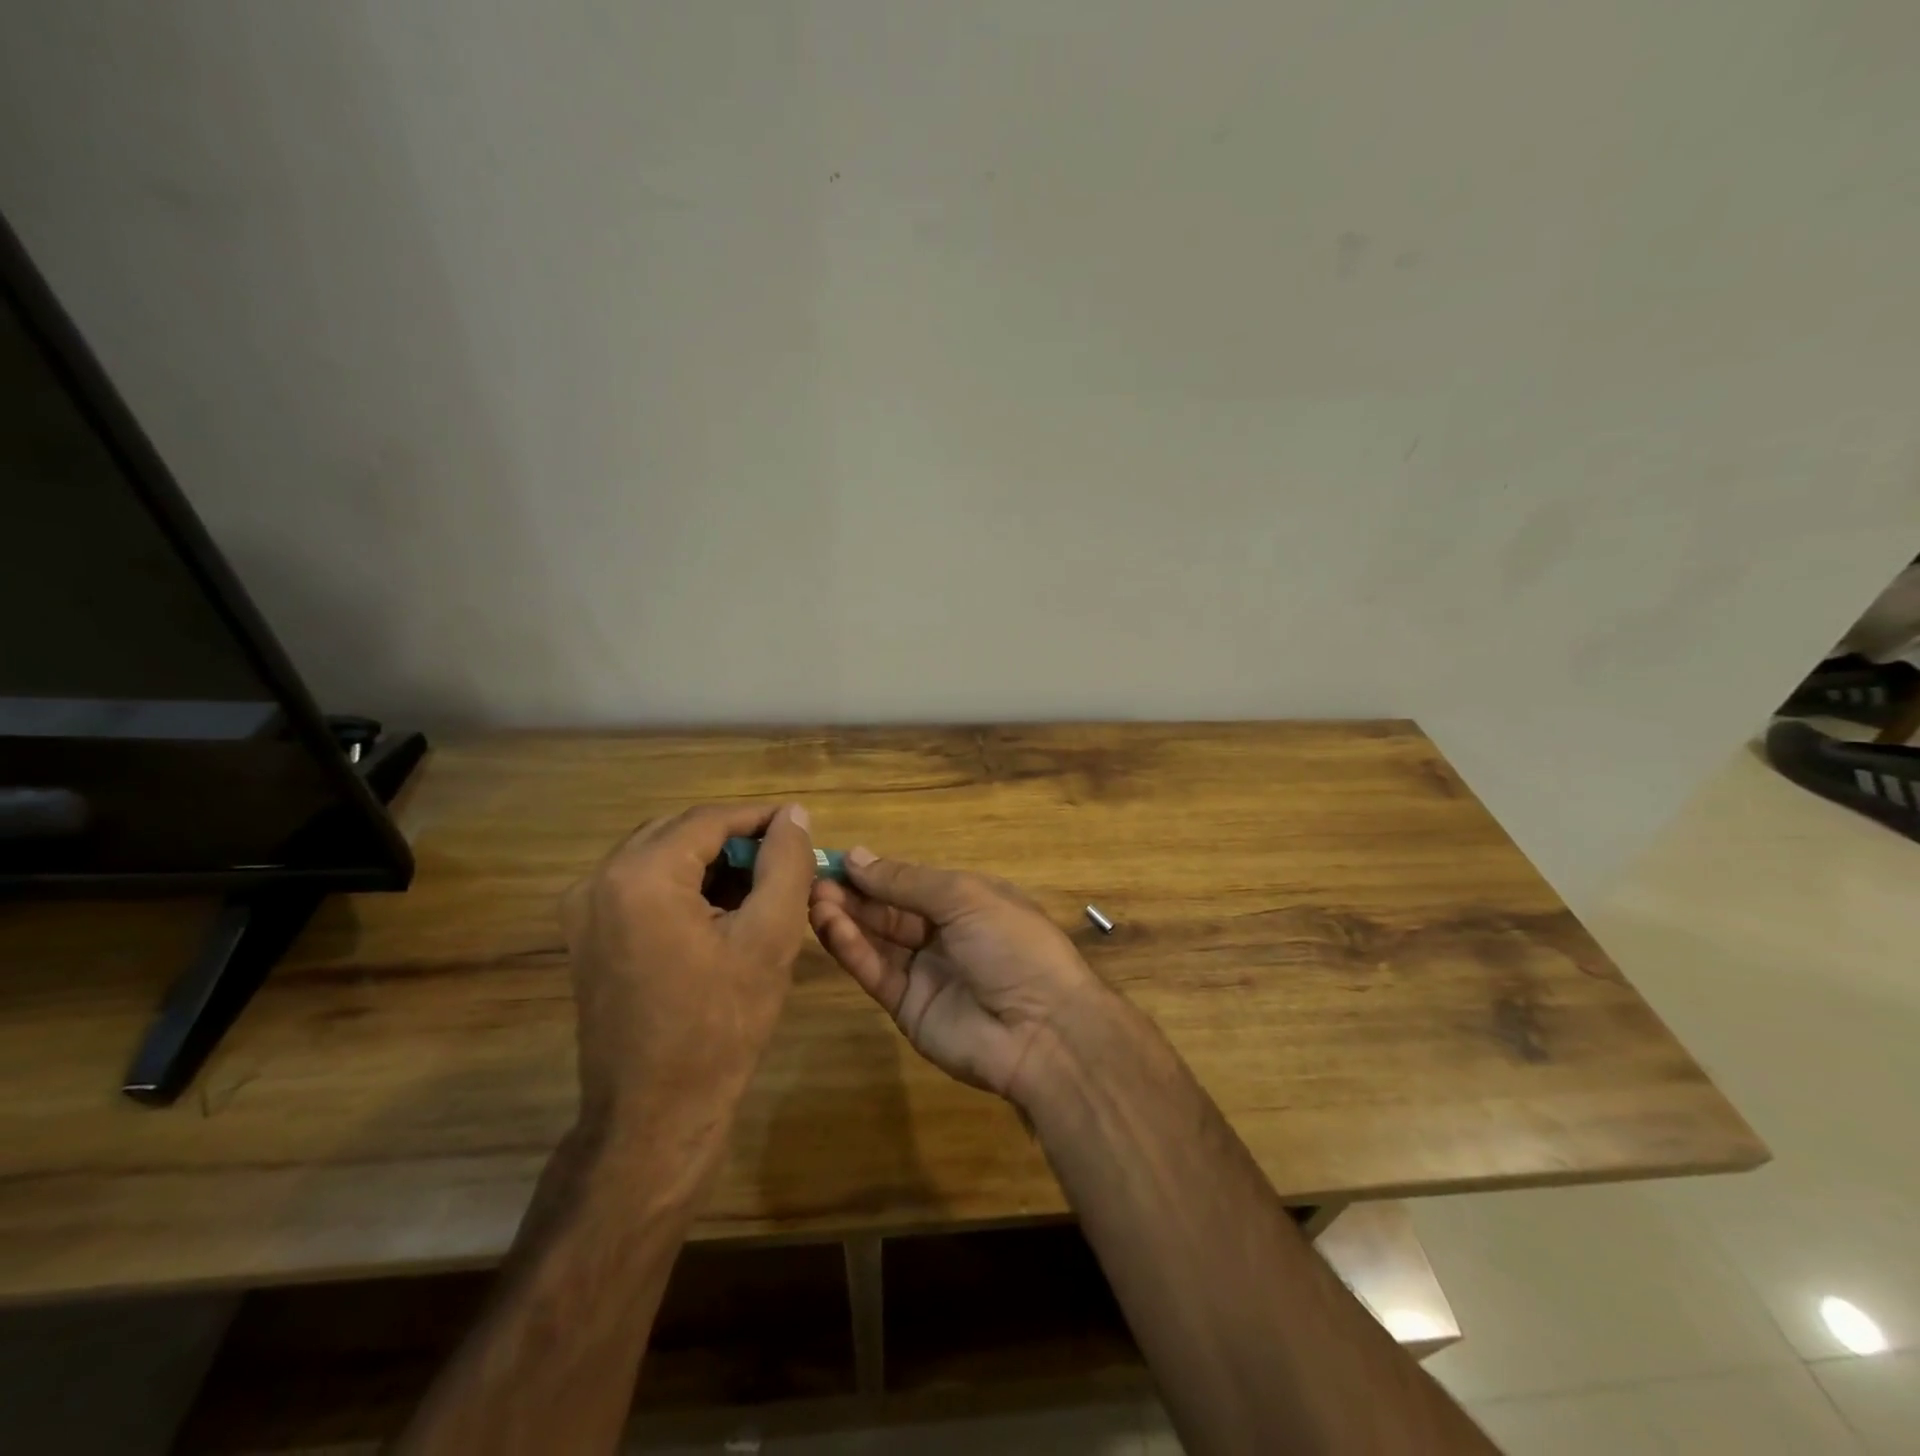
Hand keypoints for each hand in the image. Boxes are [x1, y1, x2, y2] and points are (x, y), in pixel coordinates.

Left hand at [562, 803, 814, 1134]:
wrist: (655, 1115)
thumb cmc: (720, 1026)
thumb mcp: (769, 937)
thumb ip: (786, 864)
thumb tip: (794, 815)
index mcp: (639, 876)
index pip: (709, 819)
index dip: (761, 818)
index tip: (802, 827)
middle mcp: (598, 880)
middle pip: (680, 832)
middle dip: (736, 838)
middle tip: (784, 858)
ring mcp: (583, 910)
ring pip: (660, 856)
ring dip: (710, 861)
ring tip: (760, 884)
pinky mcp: (586, 936)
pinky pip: (641, 886)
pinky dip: (684, 886)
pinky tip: (722, 909)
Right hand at [809, 850, 1104, 1105]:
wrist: (1042, 1031)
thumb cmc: (1012, 945)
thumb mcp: (965, 897)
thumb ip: (907, 880)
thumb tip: (857, 856)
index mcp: (968, 901)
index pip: (912, 881)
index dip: (876, 872)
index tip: (835, 860)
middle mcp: (944, 933)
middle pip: (890, 910)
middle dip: (855, 894)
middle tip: (813, 880)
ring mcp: (926, 972)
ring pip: (877, 939)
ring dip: (846, 918)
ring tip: (813, 899)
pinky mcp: (907, 1007)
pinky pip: (876, 971)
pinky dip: (852, 949)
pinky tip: (829, 926)